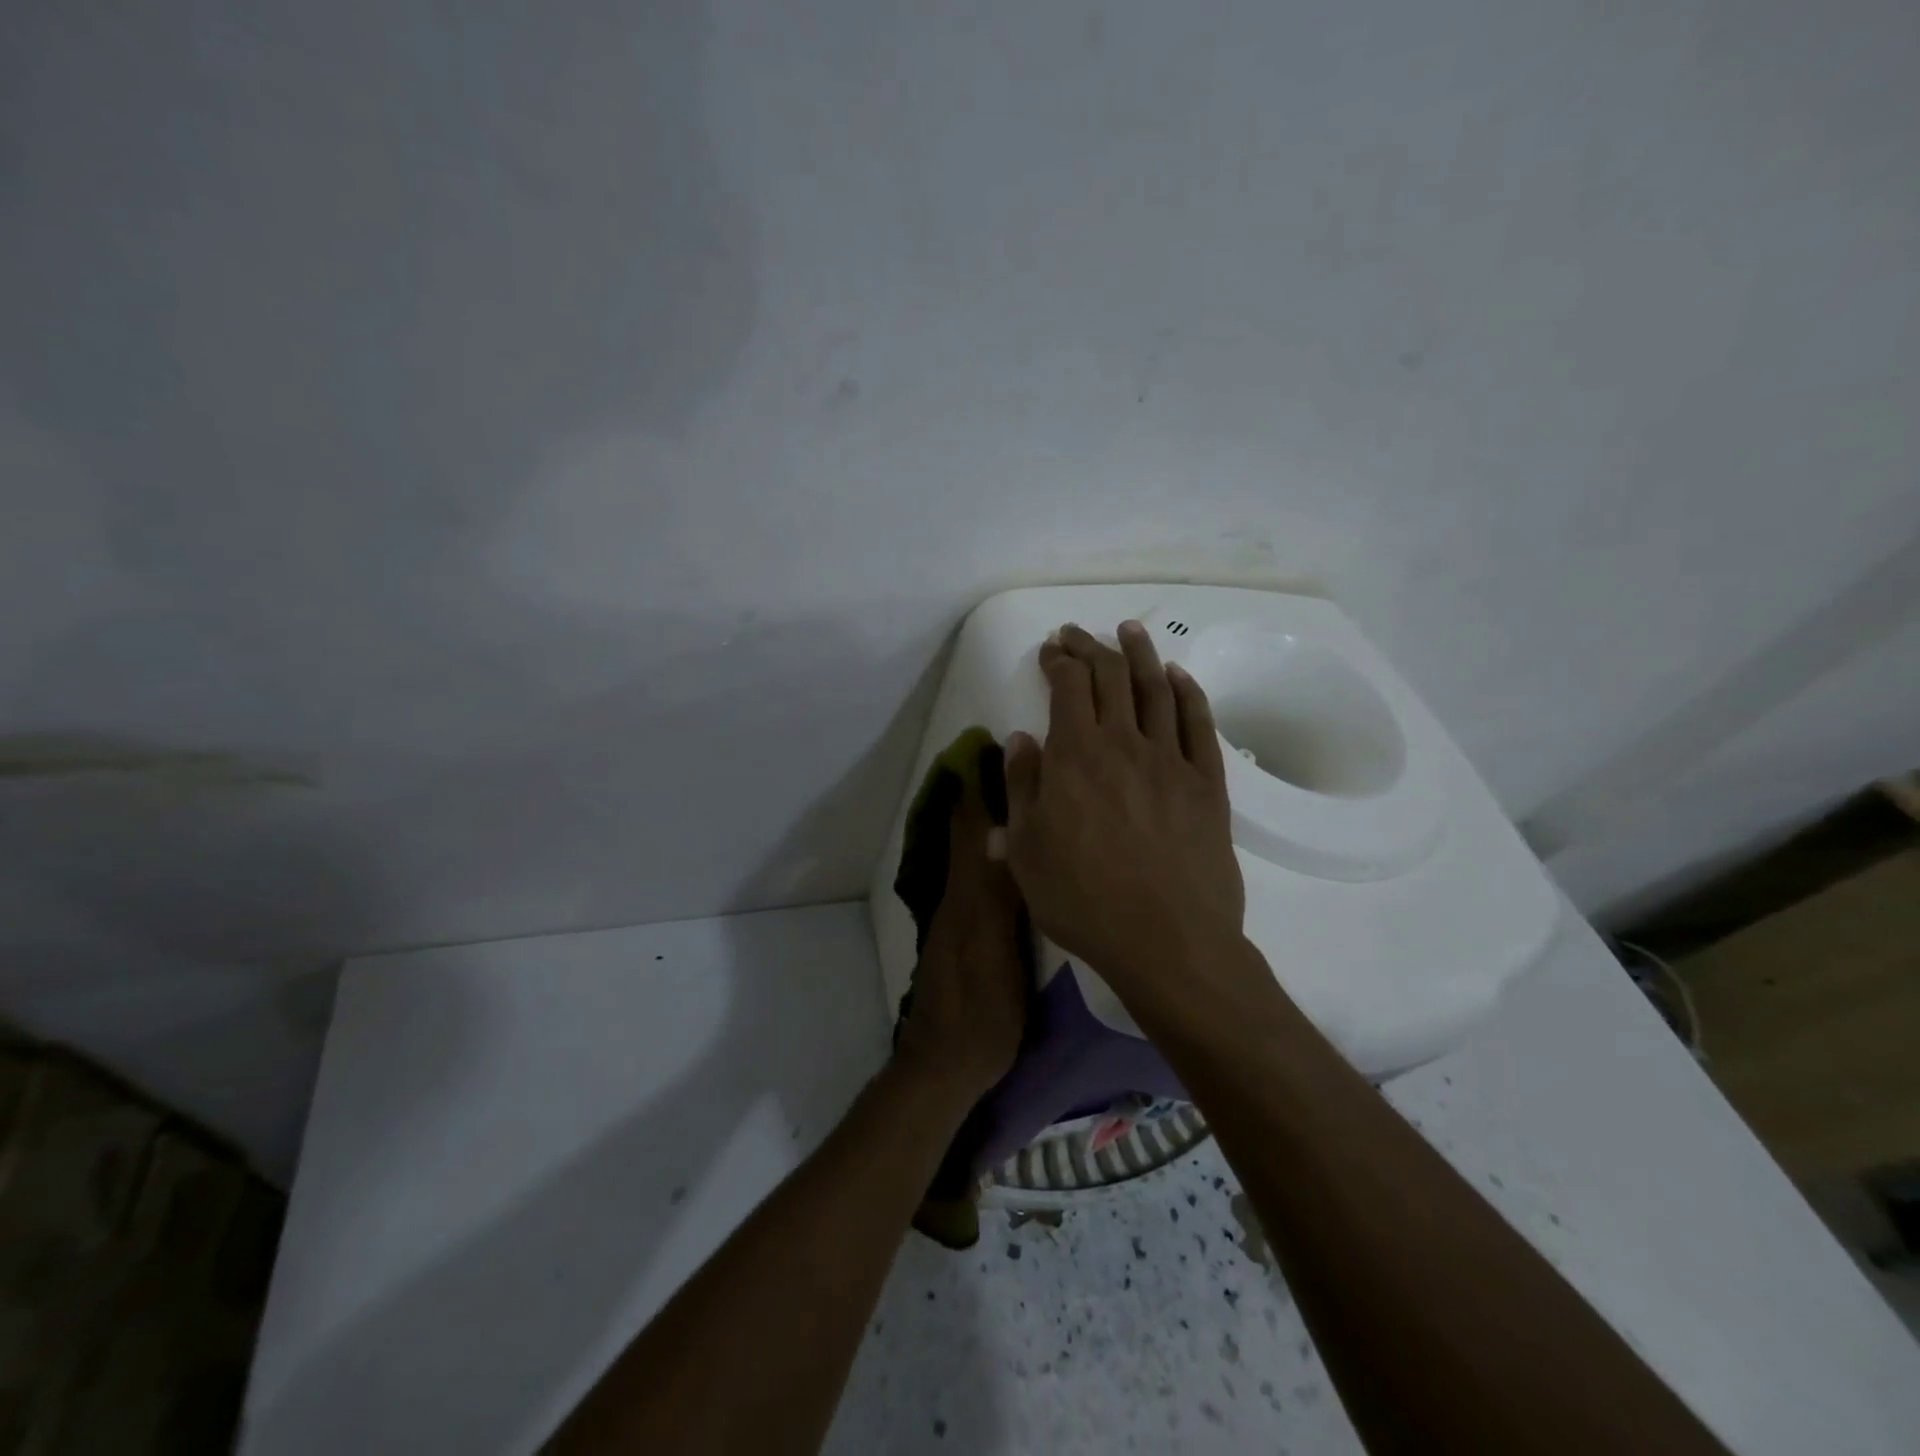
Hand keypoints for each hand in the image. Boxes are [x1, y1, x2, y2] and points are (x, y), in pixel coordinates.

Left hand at [893, 773, 1028, 1101]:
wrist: (945, 1066)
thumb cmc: (981, 1013)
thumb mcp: (996, 955)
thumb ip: (997, 896)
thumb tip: (999, 833)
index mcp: (967, 896)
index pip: (970, 828)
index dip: (978, 788)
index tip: (988, 748)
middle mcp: (958, 897)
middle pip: (966, 834)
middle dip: (980, 796)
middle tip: (1001, 760)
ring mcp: (958, 917)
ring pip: (969, 854)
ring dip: (983, 820)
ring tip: (1009, 792)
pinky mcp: (963, 936)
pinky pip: (973, 877)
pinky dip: (985, 850)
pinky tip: (1003, 850)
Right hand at [1002, 621, 1246, 1003]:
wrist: (1168, 941)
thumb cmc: (1083, 900)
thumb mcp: (1026, 850)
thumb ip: (1021, 786)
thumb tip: (1020, 738)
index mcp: (1076, 755)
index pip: (1068, 686)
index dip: (1058, 661)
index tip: (1050, 651)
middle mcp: (1124, 743)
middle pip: (1110, 676)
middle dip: (1091, 647)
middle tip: (1078, 634)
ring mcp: (1171, 759)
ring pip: (1156, 688)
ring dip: (1140, 653)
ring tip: (1130, 630)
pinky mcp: (1207, 781)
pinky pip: (1198, 722)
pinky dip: (1187, 691)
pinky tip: (1178, 676)